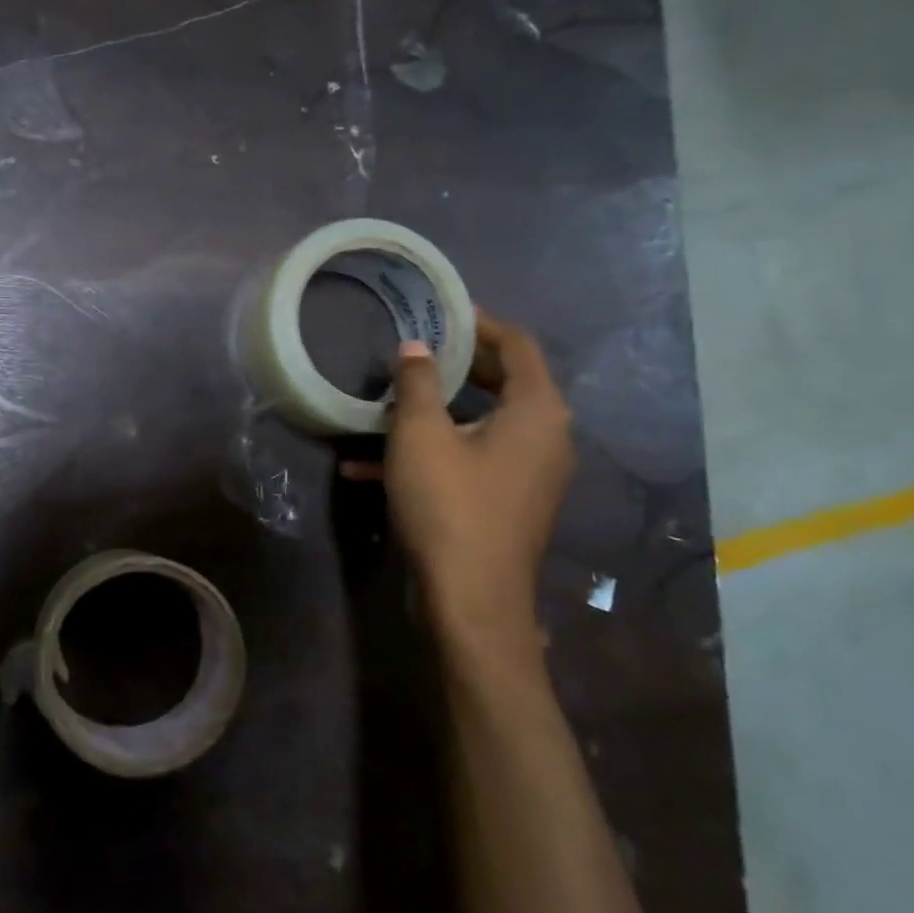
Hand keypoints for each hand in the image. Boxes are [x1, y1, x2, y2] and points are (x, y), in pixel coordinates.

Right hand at [382, 313, 574, 654]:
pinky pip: (470, 460)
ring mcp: (527, 474)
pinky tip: (369, 465)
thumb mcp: (421, 435)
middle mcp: (544, 438)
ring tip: (384, 404)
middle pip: (502, 383)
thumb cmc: (449, 505)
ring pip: (479, 425)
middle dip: (452, 367)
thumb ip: (416, 384)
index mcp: (537, 411)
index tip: (441, 312)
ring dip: (433, 413)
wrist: (470, 600)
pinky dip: (431, 453)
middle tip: (411, 352)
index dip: (480, 324)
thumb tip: (415, 348)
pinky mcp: (506, 502)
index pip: (517, 345)